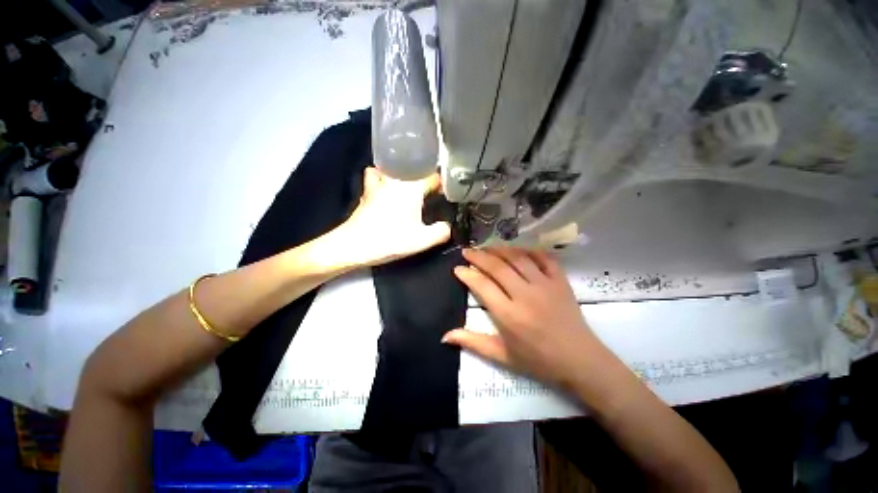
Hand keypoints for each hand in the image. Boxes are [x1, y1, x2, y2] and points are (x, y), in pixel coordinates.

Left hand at [335, 167, 450, 266]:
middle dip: (423, 175)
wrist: (354, 244)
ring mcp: (379, 183)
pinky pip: (375, 176)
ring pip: (392, 168)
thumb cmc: (389, 240)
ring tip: (406, 183)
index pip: (434, 177)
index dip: (442, 185)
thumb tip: (448, 227)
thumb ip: (441, 232)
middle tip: (429, 190)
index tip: (445, 194)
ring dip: (400, 172)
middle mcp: (397, 179)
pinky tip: (384, 187)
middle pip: (414, 168)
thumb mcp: (422, 241)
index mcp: (413, 187)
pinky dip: (380, 177)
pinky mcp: (367, 191)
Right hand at [442, 248, 597, 389]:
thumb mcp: (503, 356)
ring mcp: (545, 284)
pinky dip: (530, 251)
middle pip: (498, 267)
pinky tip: (520, 250)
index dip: (468, 274)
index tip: (458, 268)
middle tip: (467, 251)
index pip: (483, 286)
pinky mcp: (560, 281)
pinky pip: (544, 258)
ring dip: (501, 250)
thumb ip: (474, 343)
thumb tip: (444, 336)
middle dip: (480, 257)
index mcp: (508, 315)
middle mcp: (525, 294)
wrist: (576, 357)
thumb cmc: (538, 360)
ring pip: (519, 258)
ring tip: (488, 248)